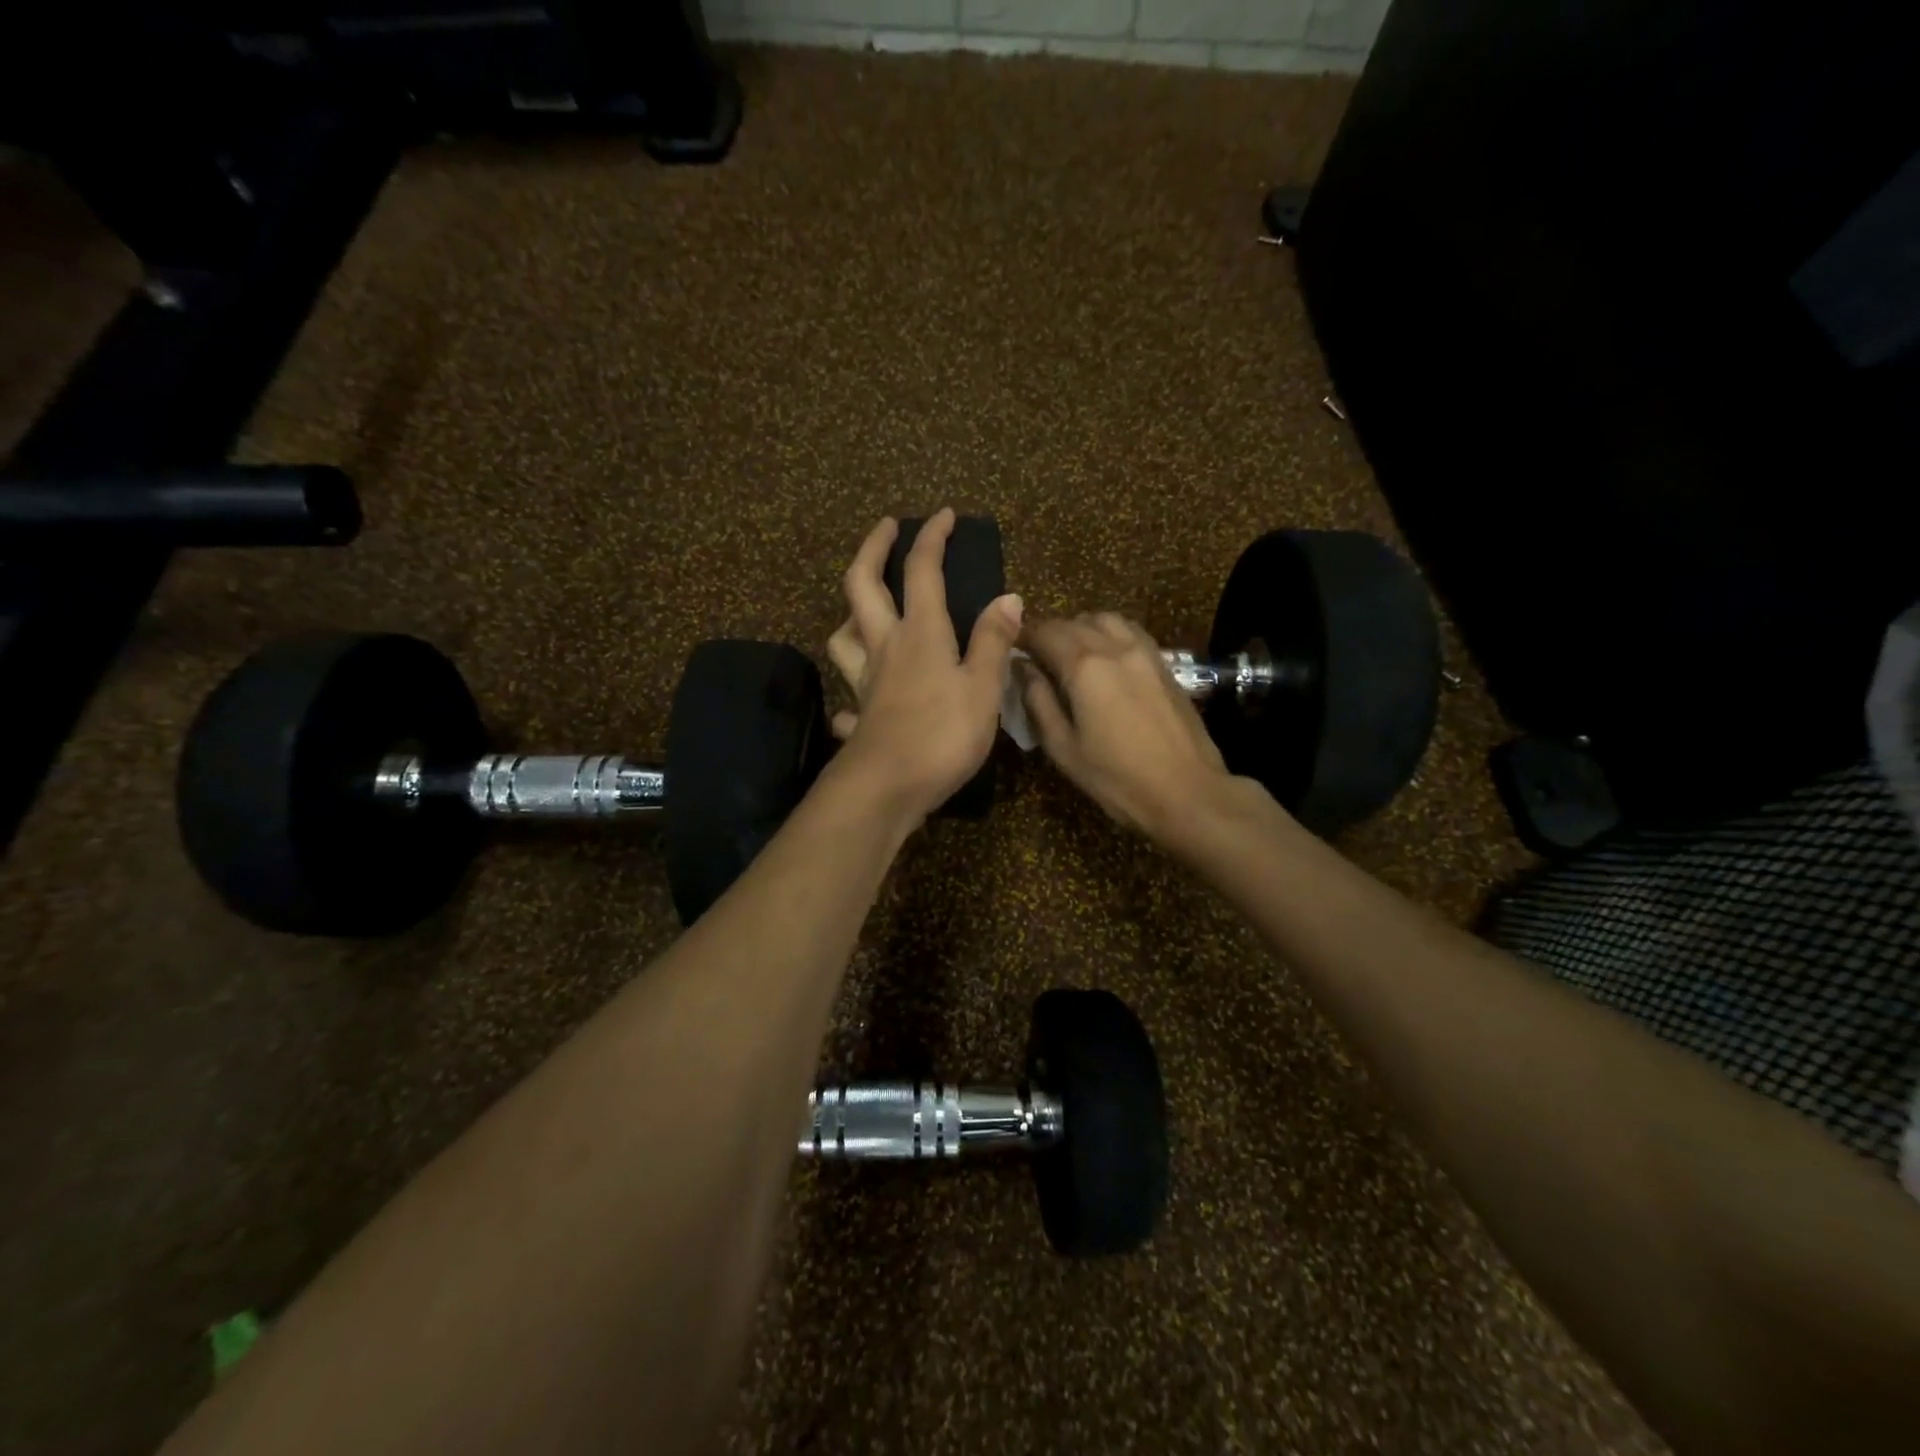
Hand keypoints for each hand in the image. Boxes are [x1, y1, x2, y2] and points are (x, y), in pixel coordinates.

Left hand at [824, 510, 1023, 823]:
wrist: (886, 788)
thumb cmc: (942, 734)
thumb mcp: (983, 688)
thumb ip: (994, 642)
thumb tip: (1009, 597)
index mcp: (921, 633)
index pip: (922, 570)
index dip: (932, 537)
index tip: (943, 514)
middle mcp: (885, 647)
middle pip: (862, 585)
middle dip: (873, 548)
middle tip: (886, 528)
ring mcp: (865, 681)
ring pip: (843, 634)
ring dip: (851, 611)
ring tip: (867, 606)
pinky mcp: (859, 714)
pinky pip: (849, 693)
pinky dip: (853, 688)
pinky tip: (862, 699)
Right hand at [1019, 613, 1242, 841]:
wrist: (1187, 792)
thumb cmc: (1116, 778)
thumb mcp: (1063, 748)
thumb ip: (1038, 702)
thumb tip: (1022, 668)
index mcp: (1084, 667)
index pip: (1044, 632)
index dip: (1023, 637)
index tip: (1010, 649)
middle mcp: (1114, 647)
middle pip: (1074, 622)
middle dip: (1049, 632)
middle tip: (1035, 656)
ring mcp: (1145, 652)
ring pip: (1105, 619)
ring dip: (1081, 627)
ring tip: (1070, 652)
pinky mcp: (1165, 663)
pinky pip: (1130, 632)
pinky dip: (1109, 634)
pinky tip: (1105, 658)